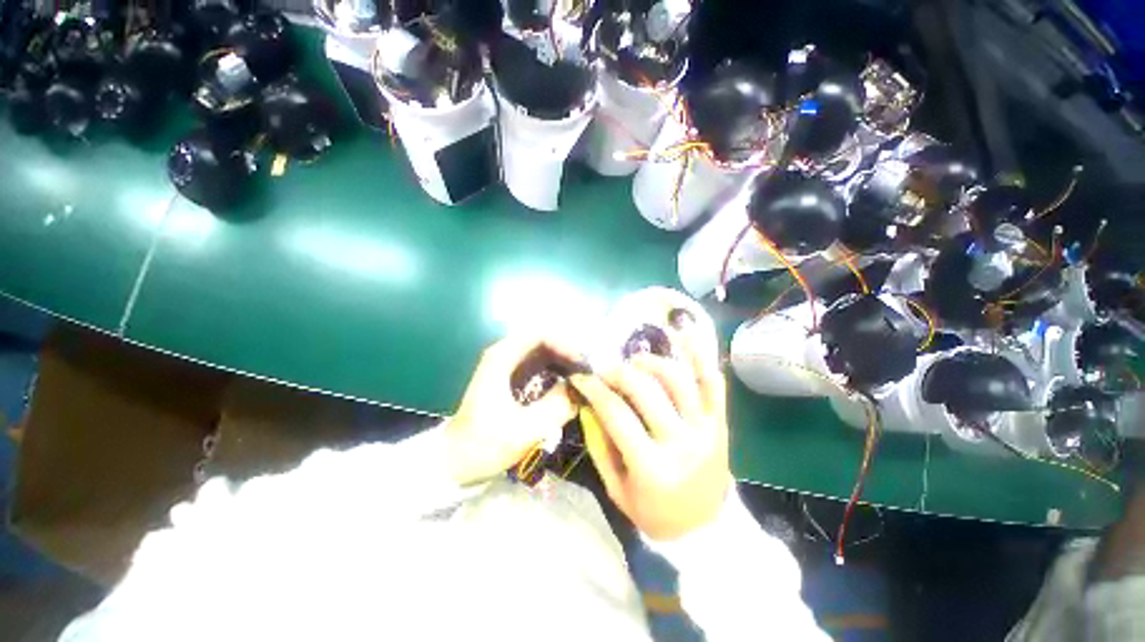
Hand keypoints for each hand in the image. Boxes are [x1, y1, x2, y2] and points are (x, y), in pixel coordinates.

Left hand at [446, 335, 580, 486]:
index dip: (565, 344)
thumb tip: (582, 389)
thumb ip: (556, 407)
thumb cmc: (483, 446)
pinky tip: (570, 387)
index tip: (583, 364)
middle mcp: (505, 355)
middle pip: (544, 342)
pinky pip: (540, 368)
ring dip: (564, 363)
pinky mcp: (512, 381)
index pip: (540, 335)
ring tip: (584, 379)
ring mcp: (508, 367)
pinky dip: (557, 373)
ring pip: (544, 354)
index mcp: (502, 358)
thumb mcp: (524, 429)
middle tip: (589, 372)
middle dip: (568, 354)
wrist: (454, 463)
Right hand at [569, 330, 730, 540]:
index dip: (594, 389)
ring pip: (678, 380)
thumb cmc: (654, 512)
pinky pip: (714, 384)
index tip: (580, 376)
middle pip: (645, 390)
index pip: (616, 413)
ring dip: (652, 362)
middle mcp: (681, 443)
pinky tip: (685, 336)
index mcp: (651, 467)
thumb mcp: (616, 489)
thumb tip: (587, 404)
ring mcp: (705, 429)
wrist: (704, 529)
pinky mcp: (720, 422)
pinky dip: (700, 357)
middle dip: (618, 372)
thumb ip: (599, 445)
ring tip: (635, 361)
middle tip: (605, 369)